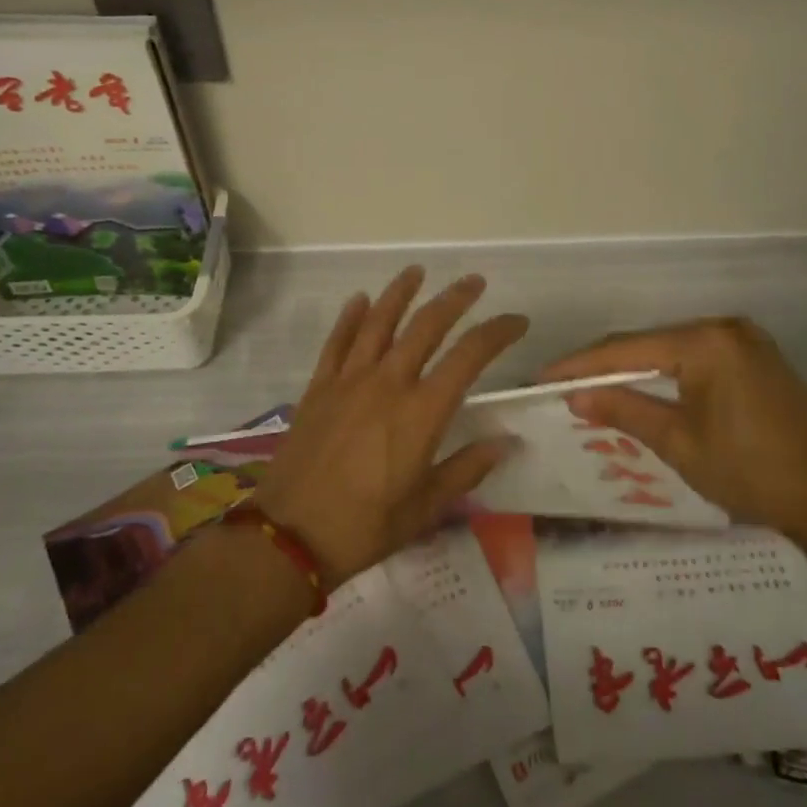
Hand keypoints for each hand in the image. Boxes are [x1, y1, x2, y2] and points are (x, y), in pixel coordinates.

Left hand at [256, 267, 527, 587]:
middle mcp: (388, 383)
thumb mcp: (427, 507)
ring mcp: (349, 381)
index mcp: (422, 411)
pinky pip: (337, 342)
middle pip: (426, 325)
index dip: (497, 332)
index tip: (517, 321)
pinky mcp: (318, 388)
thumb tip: (506, 442)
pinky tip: (359, 299)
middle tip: (474, 282)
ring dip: (400, 293)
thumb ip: (467, 468)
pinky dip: (350, 318)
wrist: (289, 534)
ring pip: (378, 322)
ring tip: (416, 272)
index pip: (470, 356)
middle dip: (455, 299)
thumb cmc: (365, 526)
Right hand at [540, 317, 806, 539]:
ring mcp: (746, 342)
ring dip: (636, 370)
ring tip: (596, 389)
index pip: (627, 348)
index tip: (543, 378)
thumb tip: (577, 396)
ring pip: (673, 350)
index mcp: (705, 342)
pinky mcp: (758, 360)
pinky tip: (646, 391)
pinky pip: (698, 360)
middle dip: (606, 366)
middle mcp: (725, 329)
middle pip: (649, 343)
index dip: (581, 365)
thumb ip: (625, 411)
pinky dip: (668, 375)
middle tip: (565, 386)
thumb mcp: (680, 443)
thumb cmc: (752, 471)